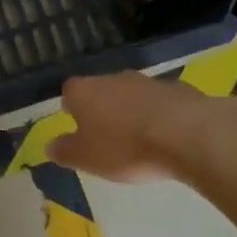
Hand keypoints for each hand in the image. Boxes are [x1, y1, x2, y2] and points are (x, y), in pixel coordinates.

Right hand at [48, 72, 236, 184]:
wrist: (187, 134)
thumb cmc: (125, 147)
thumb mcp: (86, 158)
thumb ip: (64, 151)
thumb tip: (49, 145)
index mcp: (84, 91)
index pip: (68, 93)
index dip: (71, 112)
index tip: (78, 131)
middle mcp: (112, 78)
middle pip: (100, 92)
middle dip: (102, 111)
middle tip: (107, 139)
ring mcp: (147, 81)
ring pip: (131, 96)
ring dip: (132, 113)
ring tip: (140, 142)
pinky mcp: (178, 89)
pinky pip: (161, 103)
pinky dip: (160, 116)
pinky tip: (168, 138)